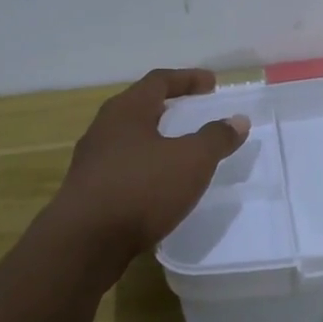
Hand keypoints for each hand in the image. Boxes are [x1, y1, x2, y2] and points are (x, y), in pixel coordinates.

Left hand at [52, 69, 250, 258]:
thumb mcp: (191, 161)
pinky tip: (157, 184)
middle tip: (193, 111)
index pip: (159, 81)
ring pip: (128, 138)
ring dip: (154, 138)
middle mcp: (104, 127)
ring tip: (178, 149)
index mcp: (127, 110)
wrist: (84, 242)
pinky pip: (122, 166)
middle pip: (139, 106)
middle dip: (168, 107)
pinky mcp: (87, 189)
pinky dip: (144, 165)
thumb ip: (216, 138)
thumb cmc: (141, 189)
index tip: (212, 84)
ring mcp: (91, 159)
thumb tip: (238, 120)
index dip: (188, 79)